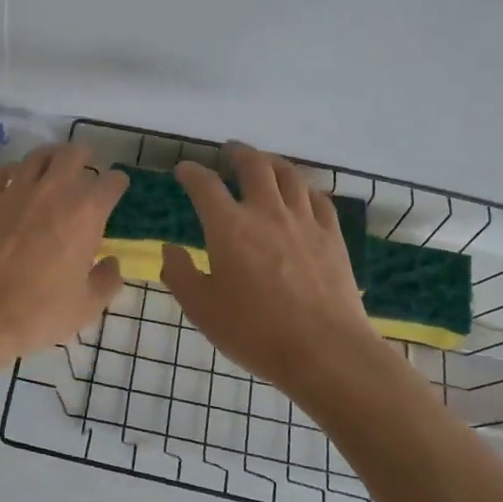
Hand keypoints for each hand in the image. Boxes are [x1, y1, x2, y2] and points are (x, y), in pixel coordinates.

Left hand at [0, 142, 128, 364]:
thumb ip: (106, 281)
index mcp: (85, 214)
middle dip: (84, 157)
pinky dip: (10, 172)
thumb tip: (111, 264)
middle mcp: (52, 191)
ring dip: (49, 158)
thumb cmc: (38, 313)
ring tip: (51, 168)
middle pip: (73, 154)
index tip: (116, 188)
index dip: (117, 183)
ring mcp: (14, 190)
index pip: (111, 182)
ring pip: (36, 156)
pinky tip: (11, 182)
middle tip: (85, 167)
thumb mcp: (86, 307)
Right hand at [161, 144, 384, 392]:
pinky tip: (301, 193)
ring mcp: (304, 221)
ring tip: (265, 162)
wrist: (325, 351)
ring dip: (272, 162)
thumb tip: (170, 249)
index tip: (184, 170)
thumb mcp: (202, 309)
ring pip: (289, 175)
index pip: (204, 185)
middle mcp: (266, 212)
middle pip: (254, 166)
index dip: (191, 172)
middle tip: (230, 150)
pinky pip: (318, 199)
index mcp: (229, 227)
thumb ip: (180, 274)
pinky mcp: (332, 236)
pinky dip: (304, 188)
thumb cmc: (255, 332)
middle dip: (238, 153)